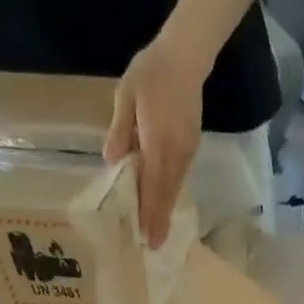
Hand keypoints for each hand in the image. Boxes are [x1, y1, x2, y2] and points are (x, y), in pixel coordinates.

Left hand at [104, 38, 209, 247]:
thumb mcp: (126, 95)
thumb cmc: (151, 73)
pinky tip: (164, 206)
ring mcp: (187, 153)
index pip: (152, 185)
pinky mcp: (191, 150)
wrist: (186, 57)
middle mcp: (175, 153)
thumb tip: (112, 162)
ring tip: (159, 234)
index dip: (149, 212)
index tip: (147, 236)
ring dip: (166, 212)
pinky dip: (171, 196)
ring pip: (175, 189)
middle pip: (167, 194)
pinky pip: (180, 179)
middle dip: (159, 221)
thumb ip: (120, 130)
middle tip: (153, 246)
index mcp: (158, 141)